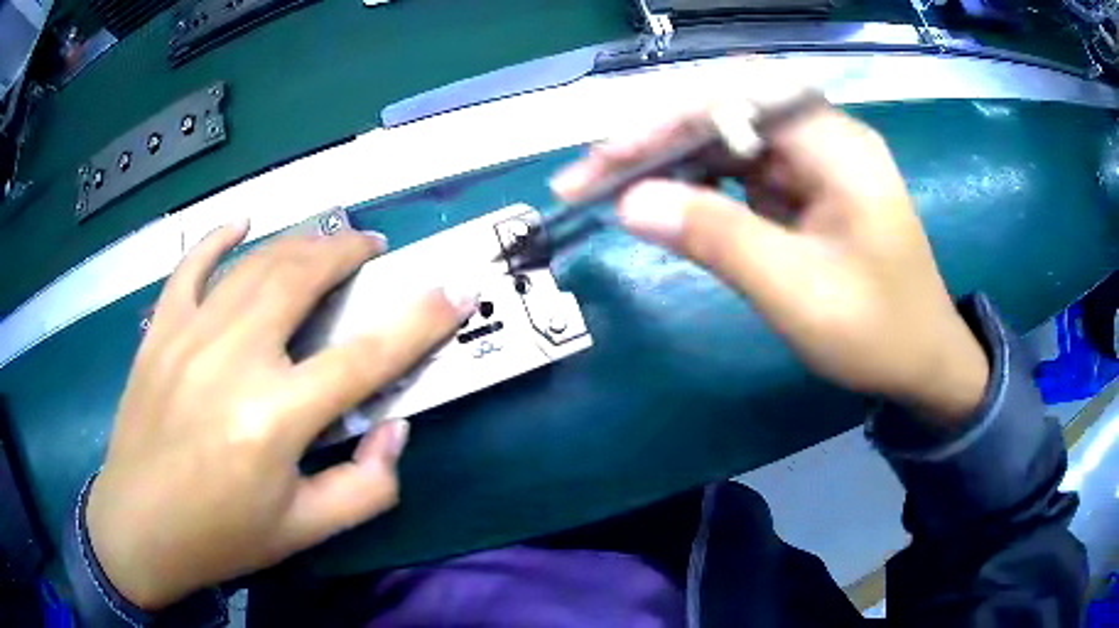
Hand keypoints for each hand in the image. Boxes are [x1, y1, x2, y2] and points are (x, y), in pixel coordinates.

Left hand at [86, 222, 477, 609]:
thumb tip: (395, 429)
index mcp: (275, 418)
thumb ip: (367, 487)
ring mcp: (189, 335)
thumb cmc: (221, 536)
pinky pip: (191, 265)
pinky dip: (218, 237)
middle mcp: (233, 359)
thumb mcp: (305, 530)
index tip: (455, 288)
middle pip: (302, 278)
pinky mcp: (159, 331)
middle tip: (370, 249)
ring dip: (299, 242)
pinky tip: (241, 223)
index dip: (418, 319)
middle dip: (347, 252)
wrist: (138, 527)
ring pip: (254, 264)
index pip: (364, 356)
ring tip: (325, 241)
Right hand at [553, 101, 987, 425]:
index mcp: (835, 145)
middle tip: (591, 174)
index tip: (607, 159)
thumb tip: (630, 202)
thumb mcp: (799, 292)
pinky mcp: (802, 186)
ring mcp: (811, 160)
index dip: (664, 119)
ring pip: (725, 135)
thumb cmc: (877, 332)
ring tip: (611, 187)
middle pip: (725, 108)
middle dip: (654, 136)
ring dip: (667, 157)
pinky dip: (695, 180)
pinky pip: (738, 167)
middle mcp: (822, 136)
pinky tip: (663, 199)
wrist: (922, 362)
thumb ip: (718, 239)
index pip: (736, 97)